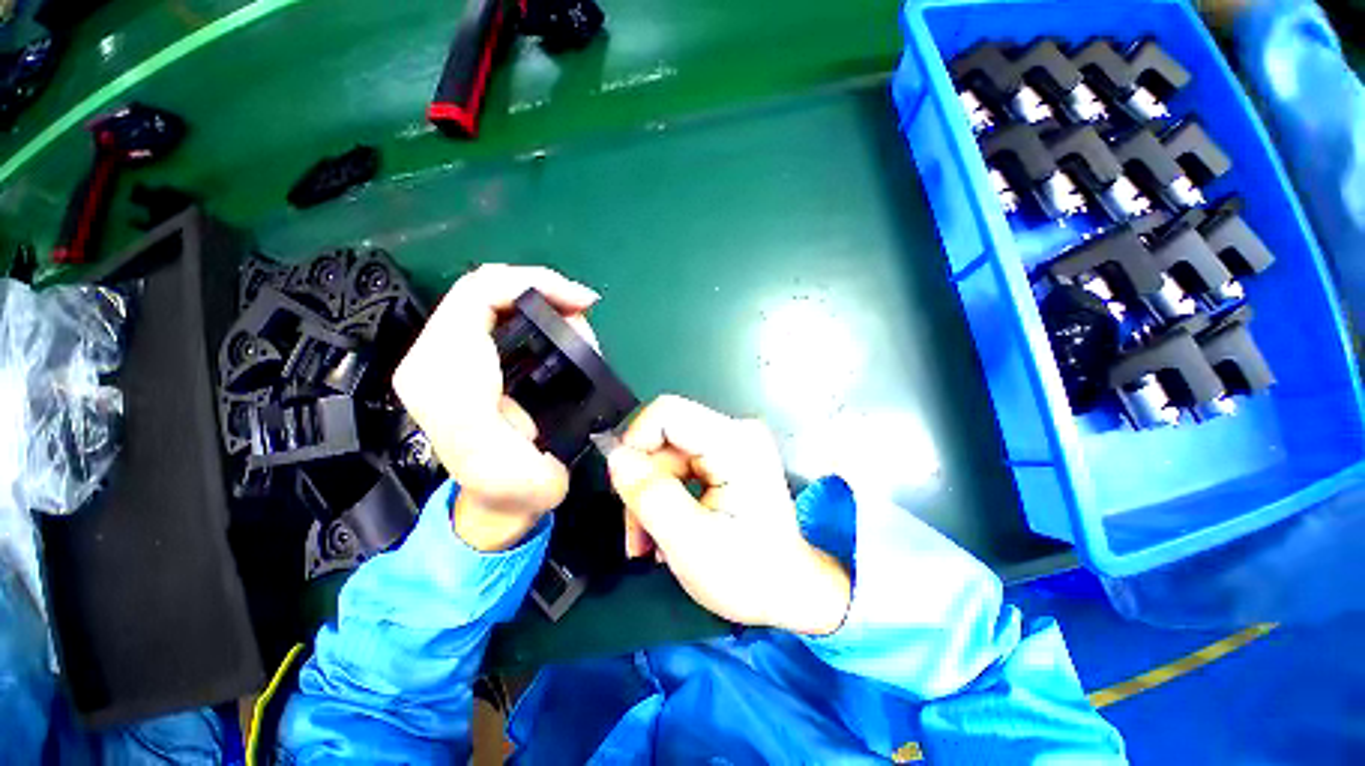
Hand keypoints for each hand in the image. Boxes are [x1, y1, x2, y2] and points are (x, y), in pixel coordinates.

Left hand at [393, 265, 599, 551]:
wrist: (503, 502)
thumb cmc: (510, 487)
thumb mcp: (499, 457)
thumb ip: (491, 398)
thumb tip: (525, 350)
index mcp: (441, 375)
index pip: (478, 295)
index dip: (534, 284)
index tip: (581, 302)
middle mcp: (437, 356)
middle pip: (487, 288)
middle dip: (544, 292)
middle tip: (584, 313)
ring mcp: (453, 354)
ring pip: (496, 298)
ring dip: (545, 303)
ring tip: (579, 328)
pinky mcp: (470, 357)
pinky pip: (502, 314)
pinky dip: (539, 312)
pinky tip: (563, 330)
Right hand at [606, 396, 850, 635]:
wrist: (791, 592)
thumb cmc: (749, 574)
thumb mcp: (690, 541)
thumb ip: (650, 495)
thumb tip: (616, 456)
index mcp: (735, 444)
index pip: (667, 412)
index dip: (636, 442)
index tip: (624, 488)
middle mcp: (736, 432)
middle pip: (665, 437)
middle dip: (643, 482)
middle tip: (637, 533)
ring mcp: (733, 444)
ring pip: (667, 453)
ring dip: (651, 494)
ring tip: (650, 541)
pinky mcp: (728, 457)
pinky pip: (680, 463)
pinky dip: (666, 494)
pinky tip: (667, 528)